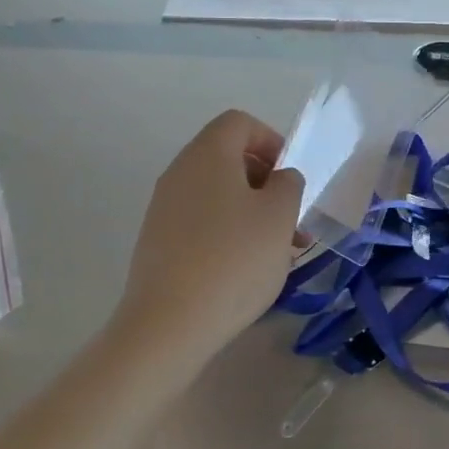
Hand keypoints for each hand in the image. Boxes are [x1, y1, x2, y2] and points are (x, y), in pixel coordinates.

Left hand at [116, 111, 303, 359]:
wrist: (168, 325)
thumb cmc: (233, 260)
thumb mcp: (278, 216)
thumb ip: (288, 184)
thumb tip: (278, 179)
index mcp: (207, 155)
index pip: (239, 123)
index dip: (271, 141)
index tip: (290, 178)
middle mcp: (179, 173)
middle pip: (228, 158)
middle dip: (266, 183)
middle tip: (291, 219)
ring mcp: (164, 209)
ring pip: (218, 195)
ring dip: (252, 212)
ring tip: (279, 252)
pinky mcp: (158, 242)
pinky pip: (201, 222)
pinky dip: (228, 233)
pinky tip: (246, 269)